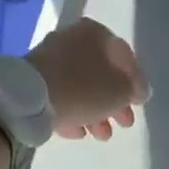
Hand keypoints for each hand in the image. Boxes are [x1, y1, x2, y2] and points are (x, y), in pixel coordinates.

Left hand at [28, 18, 150, 141]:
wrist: (29, 99)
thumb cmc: (84, 88)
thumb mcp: (121, 90)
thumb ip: (135, 89)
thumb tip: (138, 90)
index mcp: (95, 33)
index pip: (125, 57)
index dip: (136, 82)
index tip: (139, 103)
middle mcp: (73, 39)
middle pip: (102, 74)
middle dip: (115, 102)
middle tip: (124, 123)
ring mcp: (51, 59)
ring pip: (82, 86)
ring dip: (96, 111)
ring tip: (101, 135)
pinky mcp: (34, 79)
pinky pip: (62, 95)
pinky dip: (74, 111)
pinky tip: (79, 132)